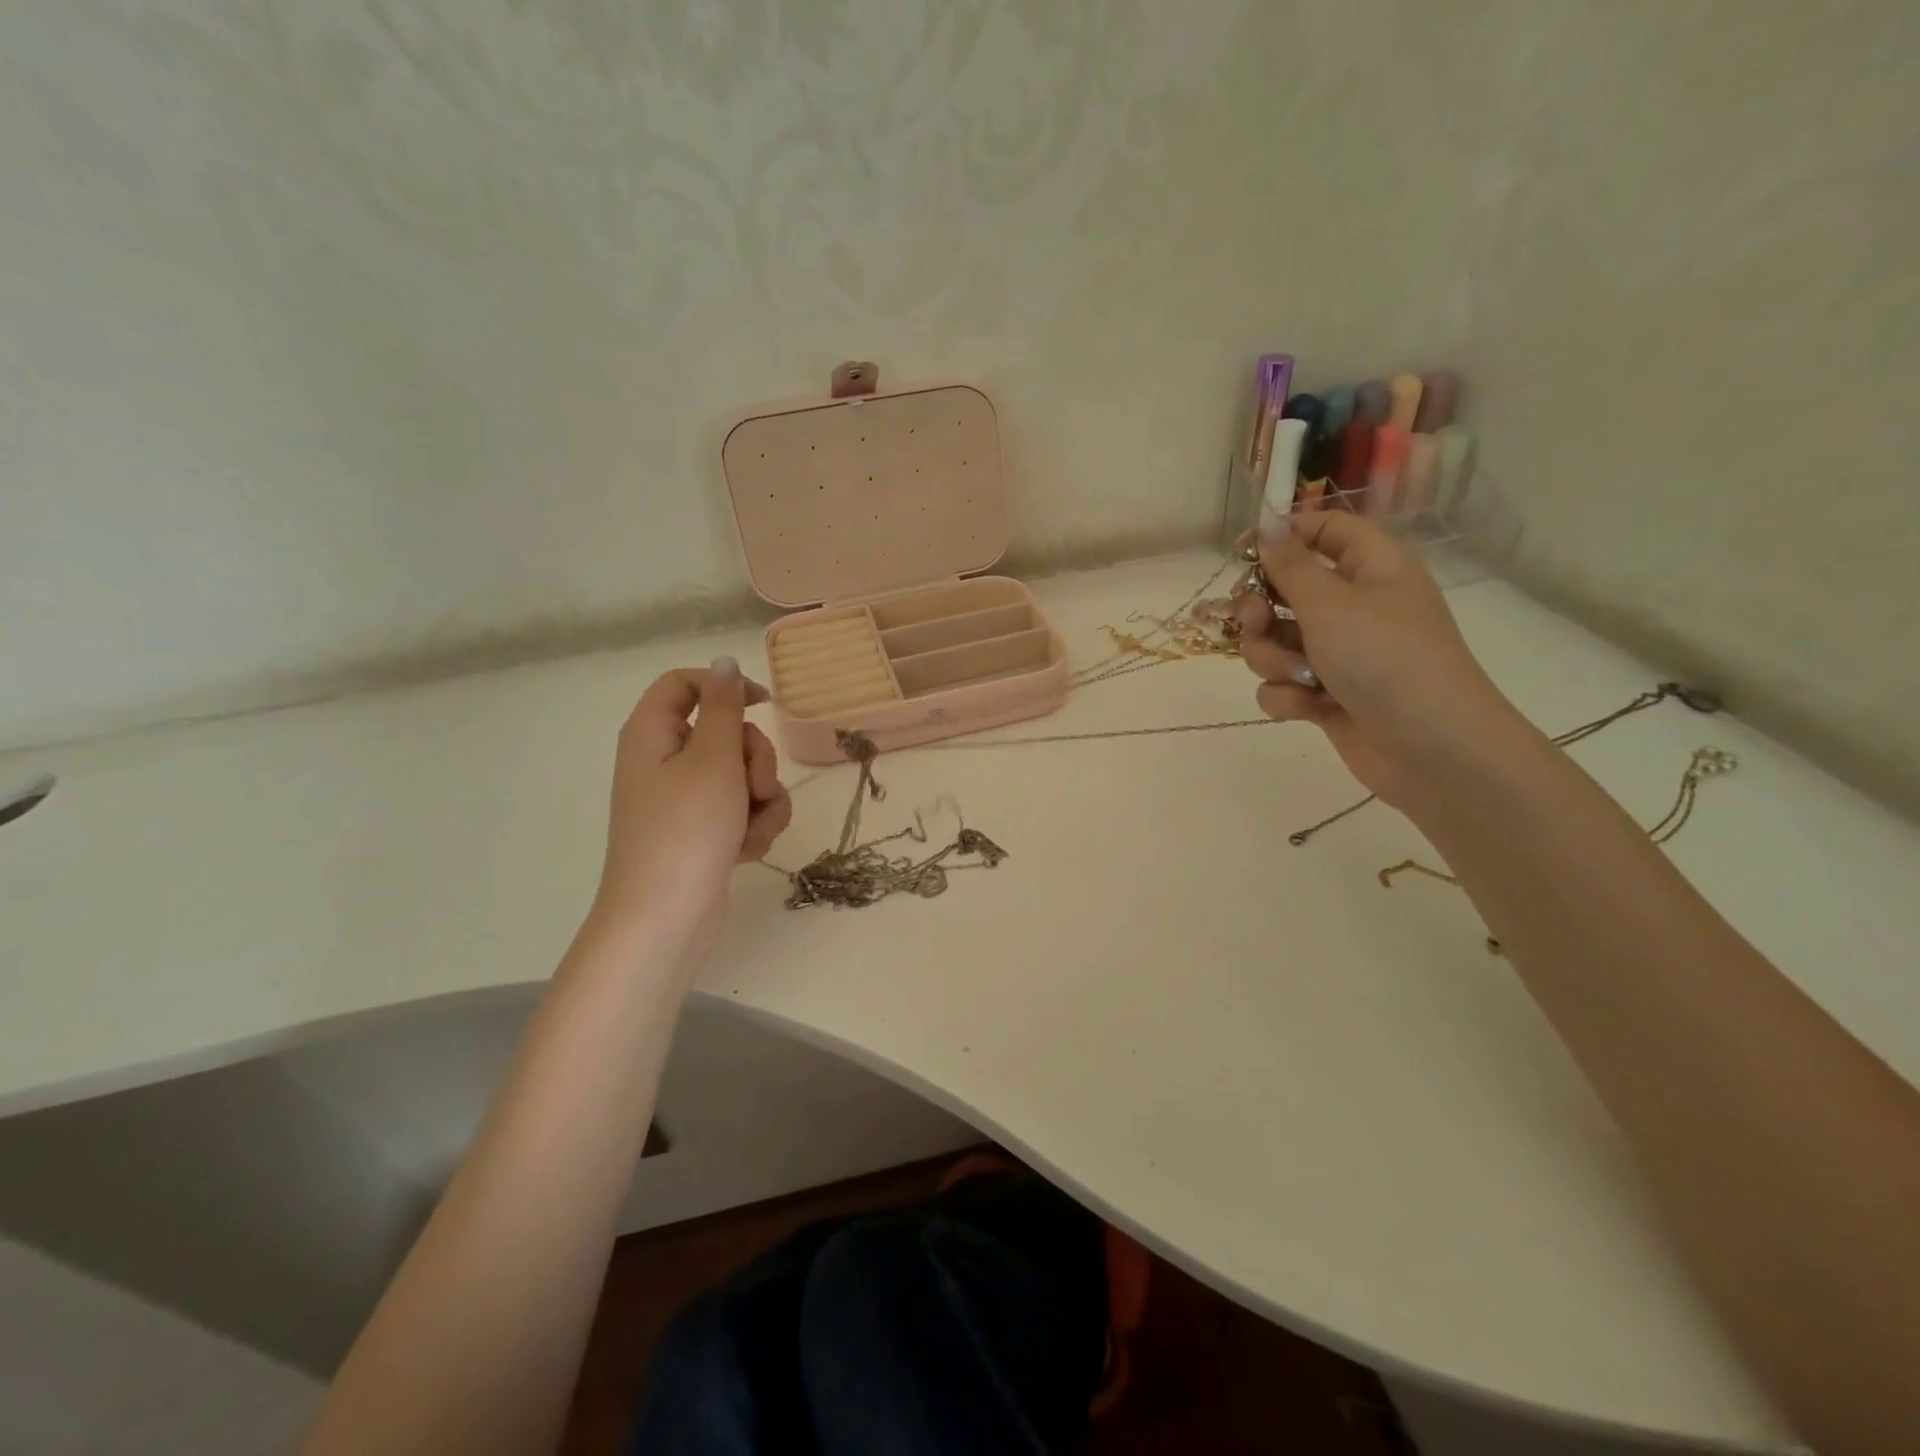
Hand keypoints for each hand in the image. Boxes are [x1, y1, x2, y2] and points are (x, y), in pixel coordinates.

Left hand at [590, 658, 791, 955]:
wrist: (666, 919)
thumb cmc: (686, 831)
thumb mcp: (713, 760)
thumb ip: (724, 707)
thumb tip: (724, 662)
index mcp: (653, 734)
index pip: (685, 684)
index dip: (726, 686)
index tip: (765, 705)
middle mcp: (665, 761)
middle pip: (725, 732)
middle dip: (756, 759)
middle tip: (755, 787)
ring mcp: (684, 799)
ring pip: (742, 774)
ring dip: (762, 799)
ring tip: (753, 830)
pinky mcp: (702, 831)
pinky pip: (741, 809)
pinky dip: (753, 825)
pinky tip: (748, 850)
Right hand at [1233, 512, 1520, 806]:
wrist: (1431, 748)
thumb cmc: (1385, 659)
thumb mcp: (1331, 603)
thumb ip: (1289, 565)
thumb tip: (1267, 523)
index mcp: (1370, 568)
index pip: (1323, 530)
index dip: (1282, 536)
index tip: (1239, 552)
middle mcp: (1354, 606)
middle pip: (1284, 590)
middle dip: (1259, 610)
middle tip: (1256, 622)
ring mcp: (1339, 653)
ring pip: (1275, 642)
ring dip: (1273, 659)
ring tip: (1298, 676)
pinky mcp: (1327, 696)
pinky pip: (1284, 684)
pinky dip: (1288, 695)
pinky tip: (1307, 708)